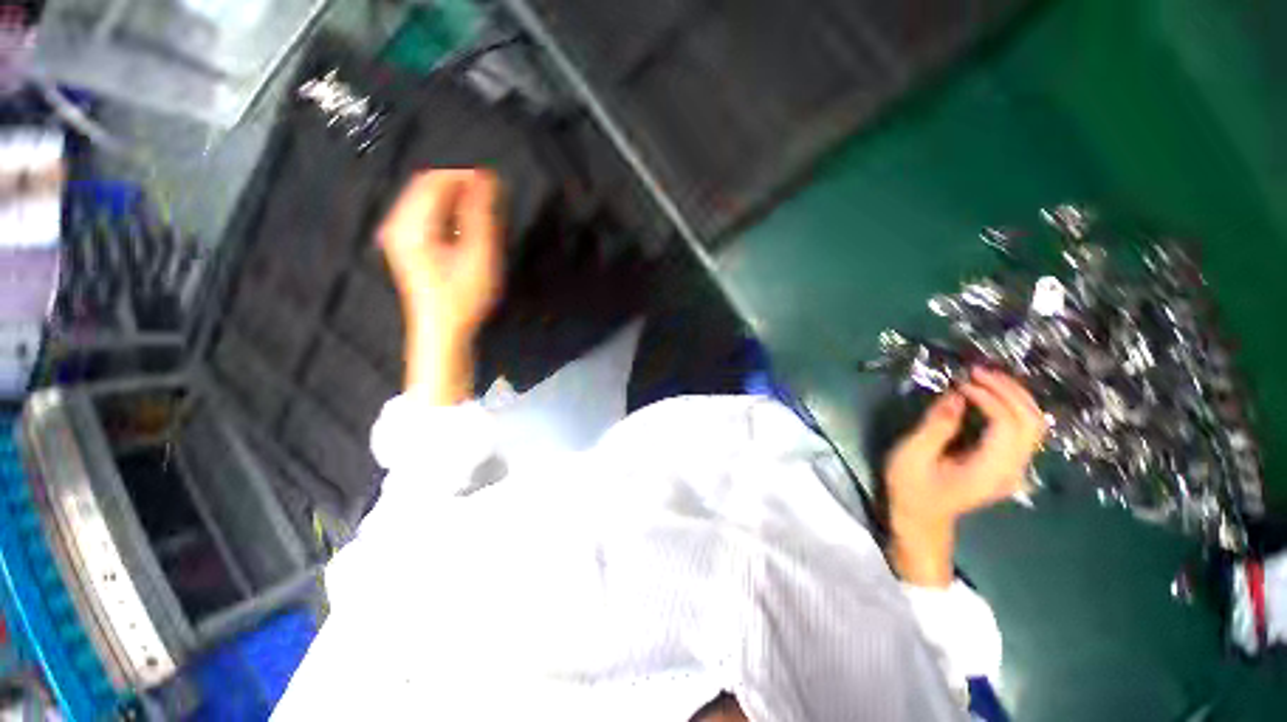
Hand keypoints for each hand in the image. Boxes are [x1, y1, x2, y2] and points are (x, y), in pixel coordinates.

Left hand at [378, 169, 504, 344]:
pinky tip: (463, 225)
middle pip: (426, 186)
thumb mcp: (479, 254)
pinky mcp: (405, 245)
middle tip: (491, 197)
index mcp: (411, 223)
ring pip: (425, 200)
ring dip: (454, 198)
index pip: (435, 180)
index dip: (465, 176)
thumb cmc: (463, 295)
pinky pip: (423, 214)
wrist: (442, 330)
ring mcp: (398, 234)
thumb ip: (481, 215)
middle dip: (459, 185)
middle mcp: (397, 223)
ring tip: (482, 210)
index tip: (495, 183)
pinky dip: (446, 211)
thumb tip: (486, 180)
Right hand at [884, 368, 1045, 586]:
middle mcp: (1012, 469)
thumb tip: (956, 396)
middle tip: (977, 372)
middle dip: (1008, 390)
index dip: (989, 397)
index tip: (961, 383)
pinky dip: (1012, 406)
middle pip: (1031, 421)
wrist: (922, 519)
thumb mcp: (912, 455)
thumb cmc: (911, 488)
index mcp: (989, 470)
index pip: (1007, 425)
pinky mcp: (1009, 464)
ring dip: (1014, 396)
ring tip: (984, 378)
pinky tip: (991, 395)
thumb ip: (936, 426)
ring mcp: (1015, 468)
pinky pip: (1023, 430)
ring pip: (1034, 424)